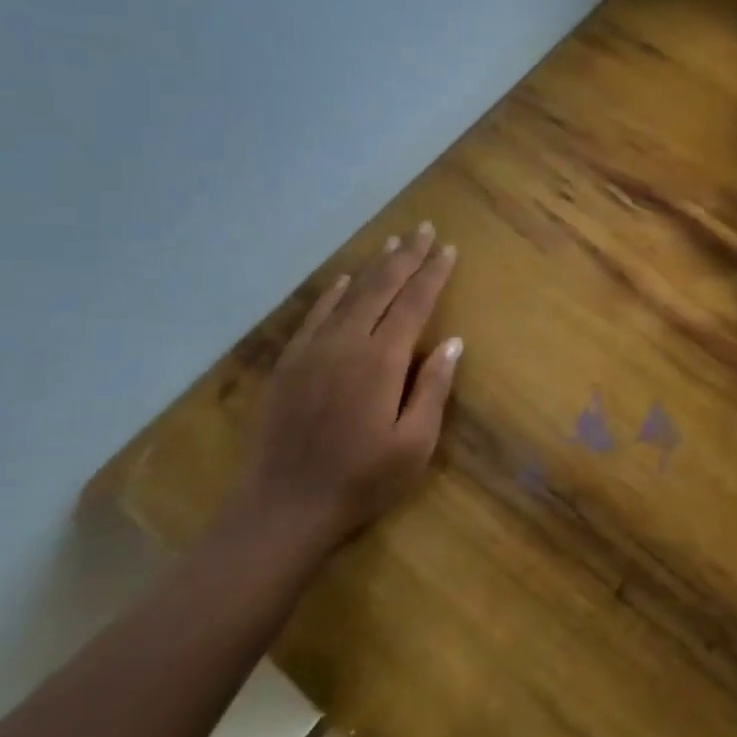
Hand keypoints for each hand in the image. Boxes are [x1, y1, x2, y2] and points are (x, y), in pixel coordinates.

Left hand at [229, 222, 462, 558]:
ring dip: (374, 266)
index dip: (433, 274)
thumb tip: (453, 342)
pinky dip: (333, 292)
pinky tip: (344, 280)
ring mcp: (312, 350)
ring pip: (348, 294)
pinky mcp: (289, 364)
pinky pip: (314, 315)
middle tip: (425, 229)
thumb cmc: (361, 480)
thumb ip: (433, 388)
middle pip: (381, 287)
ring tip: (393, 244)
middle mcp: (346, 343)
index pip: (413, 303)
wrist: (284, 507)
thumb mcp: (414, 444)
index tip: (449, 249)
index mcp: (381, 361)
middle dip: (406, 256)